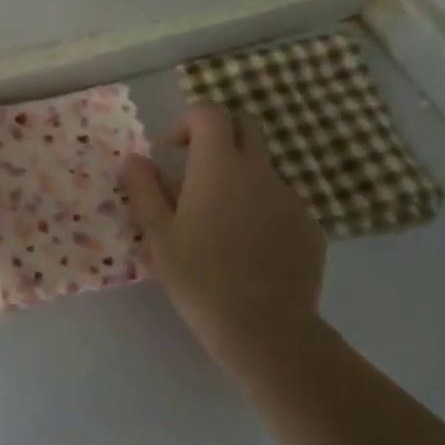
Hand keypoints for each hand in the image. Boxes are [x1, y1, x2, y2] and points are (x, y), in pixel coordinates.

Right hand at [120, 103, 325, 376]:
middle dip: (218, 134)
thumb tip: (135, 159)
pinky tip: (245, 248)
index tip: (170, 152)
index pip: (209, 113)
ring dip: (237, 175)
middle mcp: (259, 173)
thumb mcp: (158, 234)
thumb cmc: (201, 278)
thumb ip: (143, 189)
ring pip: (261, 167)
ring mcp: (290, 199)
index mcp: (219, 167)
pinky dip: (258, 207)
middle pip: (245, 126)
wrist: (267, 331)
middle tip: (194, 169)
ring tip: (216, 221)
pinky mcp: (308, 227)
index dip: (186, 121)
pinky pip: (279, 200)